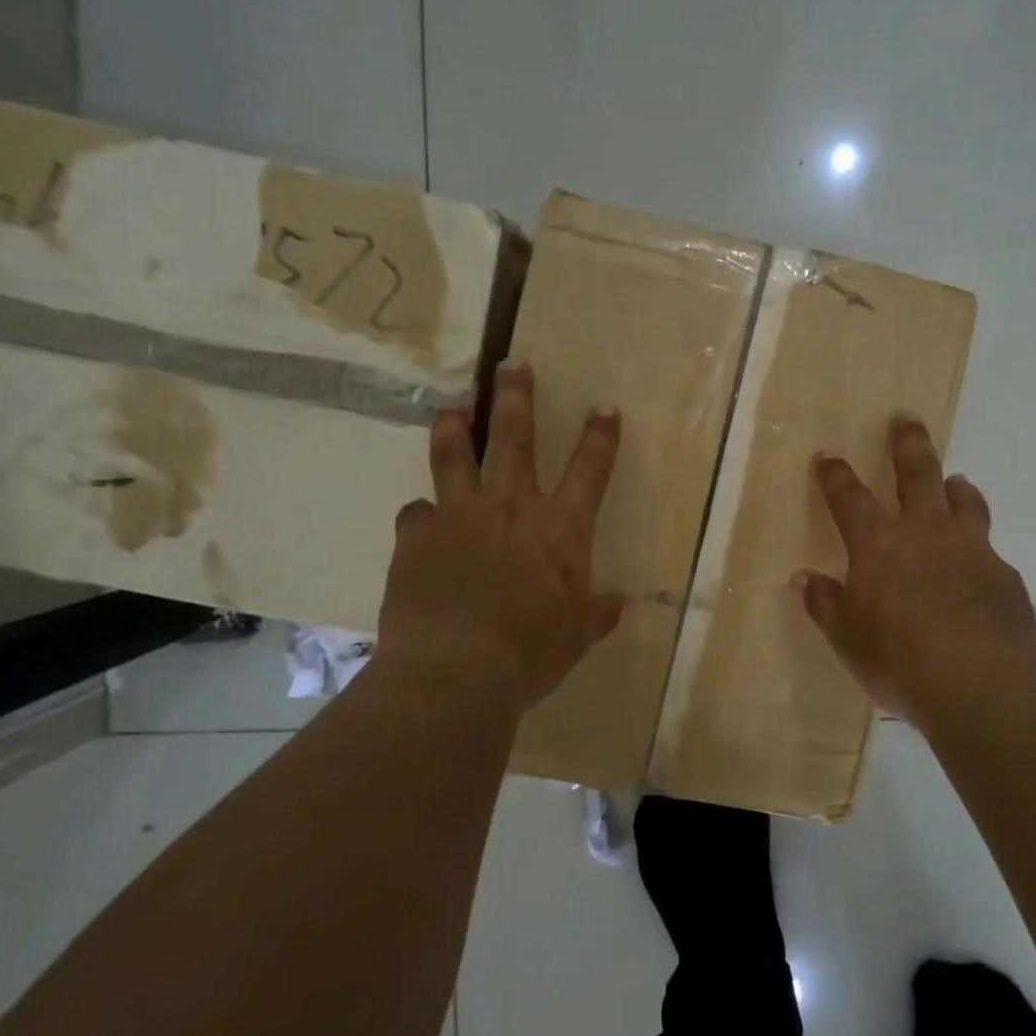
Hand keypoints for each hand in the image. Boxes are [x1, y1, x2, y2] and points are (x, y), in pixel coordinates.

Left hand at [375, 362, 624, 710]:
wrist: (454, 671)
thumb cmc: (530, 652)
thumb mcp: (576, 636)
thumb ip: (597, 614)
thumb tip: (620, 605)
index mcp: (559, 528)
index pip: (589, 470)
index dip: (600, 436)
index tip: (605, 407)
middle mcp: (510, 507)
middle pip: (513, 437)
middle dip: (514, 397)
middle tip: (511, 364)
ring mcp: (459, 516)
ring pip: (453, 454)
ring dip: (454, 425)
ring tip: (451, 406)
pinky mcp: (415, 538)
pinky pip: (416, 513)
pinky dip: (422, 513)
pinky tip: (421, 518)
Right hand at [794, 415, 1035, 729]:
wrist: (981, 686)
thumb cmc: (899, 661)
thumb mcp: (848, 638)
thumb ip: (826, 604)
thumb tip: (802, 579)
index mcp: (879, 545)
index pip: (849, 497)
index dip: (835, 475)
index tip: (827, 455)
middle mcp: (926, 534)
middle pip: (918, 474)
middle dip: (908, 444)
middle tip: (907, 419)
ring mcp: (972, 550)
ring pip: (965, 502)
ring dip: (957, 487)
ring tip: (957, 481)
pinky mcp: (1005, 575)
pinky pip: (990, 551)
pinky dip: (980, 548)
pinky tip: (980, 568)